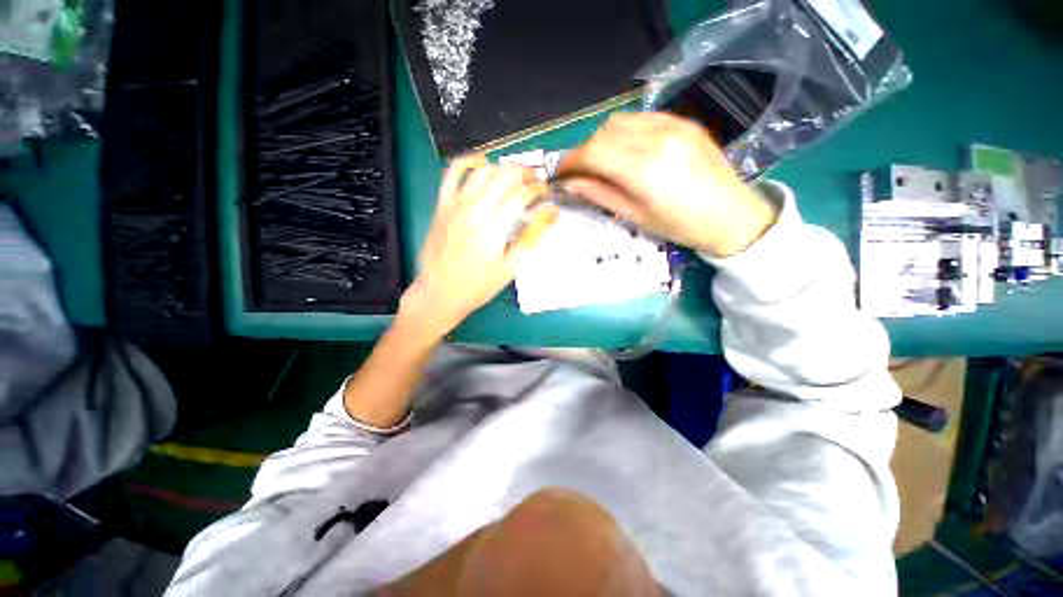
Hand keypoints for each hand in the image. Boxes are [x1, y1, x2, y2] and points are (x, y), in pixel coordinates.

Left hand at [400, 158, 552, 339]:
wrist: (440, 292)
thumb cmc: (478, 285)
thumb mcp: (511, 267)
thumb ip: (532, 238)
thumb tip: (551, 213)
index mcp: (492, 229)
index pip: (521, 195)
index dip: (538, 190)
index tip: (546, 194)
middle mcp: (473, 211)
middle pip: (504, 176)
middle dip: (525, 173)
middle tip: (535, 182)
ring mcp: (455, 205)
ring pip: (483, 170)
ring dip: (503, 167)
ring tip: (515, 177)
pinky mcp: (442, 205)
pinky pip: (452, 173)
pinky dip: (468, 161)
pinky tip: (481, 163)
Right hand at [557, 112, 777, 256]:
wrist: (732, 215)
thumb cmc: (680, 226)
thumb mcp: (636, 216)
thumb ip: (600, 195)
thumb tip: (570, 184)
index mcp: (644, 169)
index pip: (593, 152)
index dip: (571, 161)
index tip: (561, 173)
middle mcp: (657, 139)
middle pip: (602, 133)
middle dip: (584, 151)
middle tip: (582, 172)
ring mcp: (673, 125)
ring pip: (619, 120)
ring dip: (602, 139)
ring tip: (603, 161)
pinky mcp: (683, 121)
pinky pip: (641, 117)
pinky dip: (624, 131)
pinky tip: (627, 149)